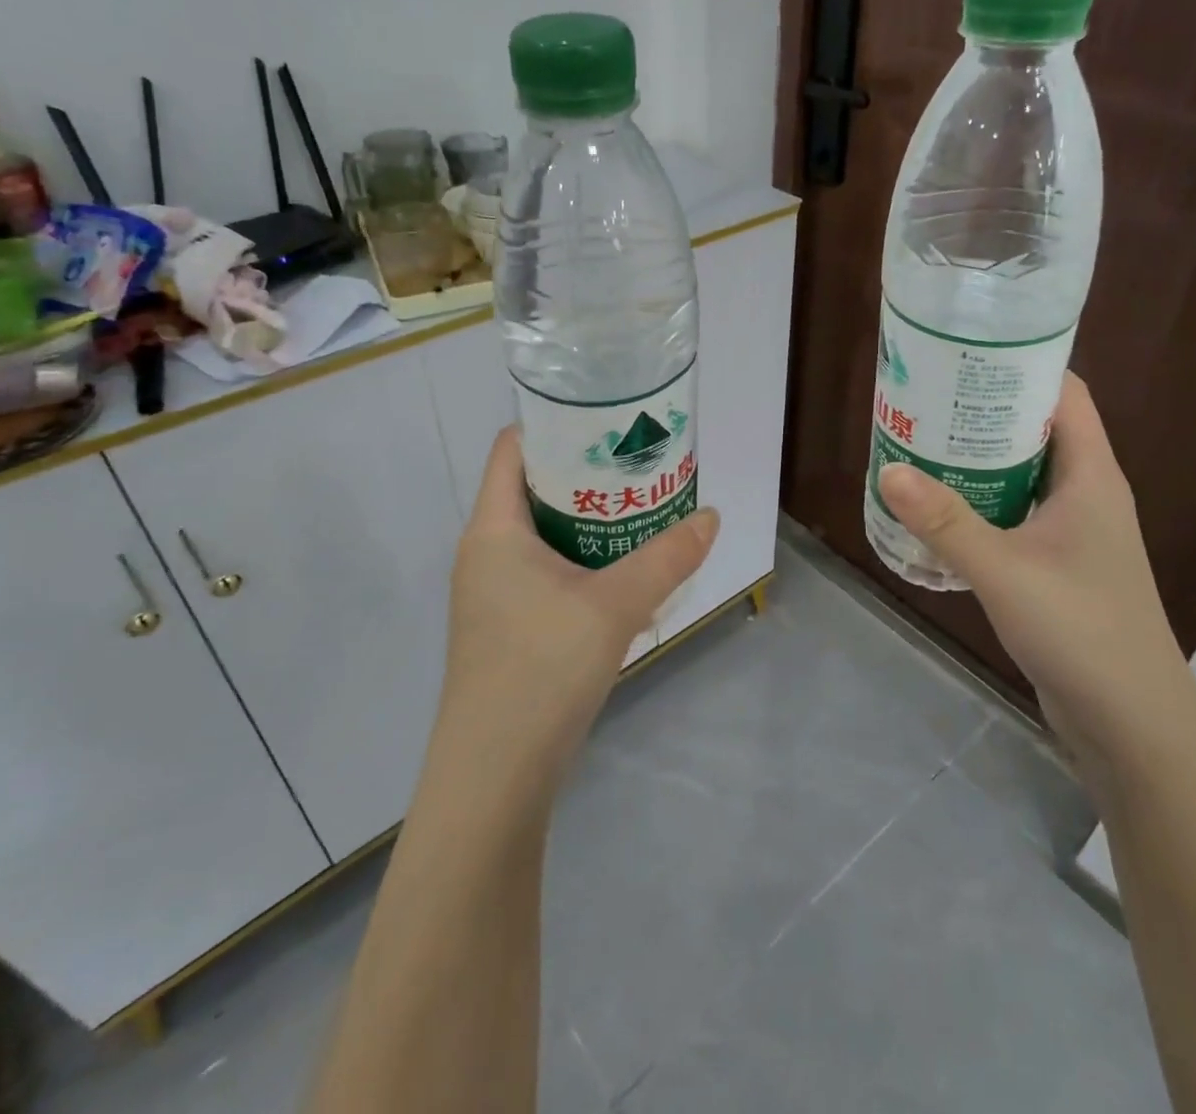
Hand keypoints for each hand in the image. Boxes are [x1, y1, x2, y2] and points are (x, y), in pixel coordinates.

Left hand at [434, 426, 719, 803]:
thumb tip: (711, 518)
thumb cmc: (542, 670)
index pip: (512, 448)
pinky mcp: (506, 625)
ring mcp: (491, 592)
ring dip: (587, 520)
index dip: (555, 425)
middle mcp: (484, 552)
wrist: (495, 775)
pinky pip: (544, 570)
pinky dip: (581, 559)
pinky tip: (622, 571)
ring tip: (639, 509)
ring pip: (541, 533)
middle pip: (532, 487)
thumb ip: (667, 558)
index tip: (607, 420)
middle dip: (585, 472)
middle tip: (638, 463)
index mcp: (493, 530)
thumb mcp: (615, 606)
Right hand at [877, 373, 1195, 776]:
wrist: (1132, 723)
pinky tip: (939, 510)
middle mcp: (1087, 493)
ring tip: (921, 446)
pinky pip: (1015, 513)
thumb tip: (889, 470)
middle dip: (983, 411)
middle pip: (1036, 429)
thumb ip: (945, 521)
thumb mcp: (1004, 569)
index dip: (1019, 365)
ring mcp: (1075, 531)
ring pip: (1022, 473)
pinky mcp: (1059, 564)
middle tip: (924, 400)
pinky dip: (980, 502)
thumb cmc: (1081, 630)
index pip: (1063, 393)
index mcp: (1091, 475)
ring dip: (977, 459)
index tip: (963, 355)